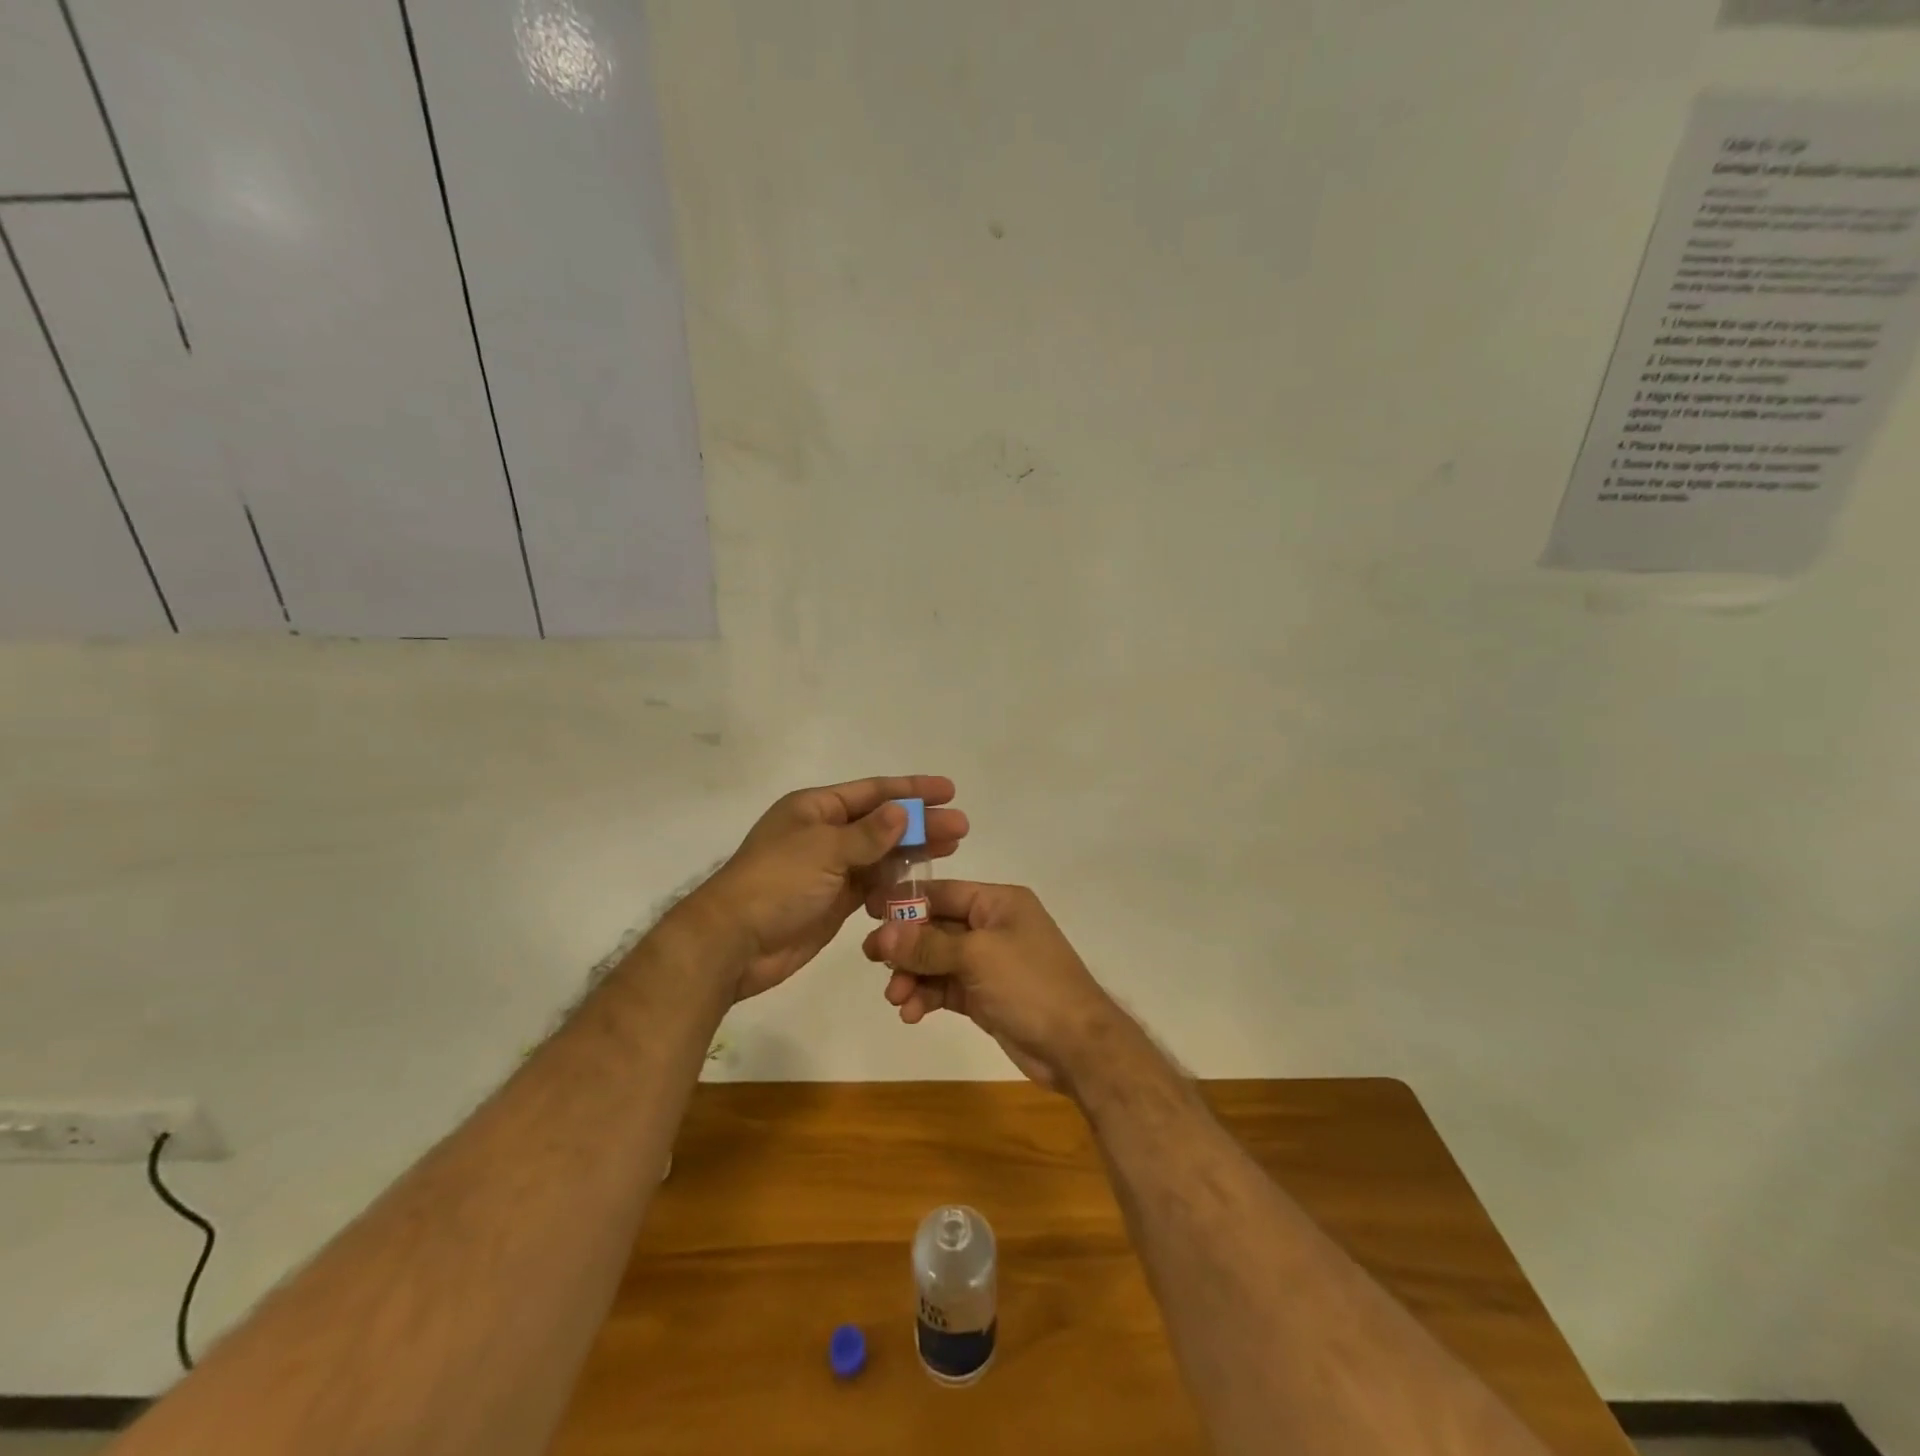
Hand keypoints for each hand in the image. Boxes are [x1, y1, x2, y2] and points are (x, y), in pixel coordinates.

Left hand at [682, 776, 966, 1000]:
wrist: (734, 943)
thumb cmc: (776, 883)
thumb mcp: (824, 850)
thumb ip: (868, 834)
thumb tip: (904, 812)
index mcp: (816, 809)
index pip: (873, 792)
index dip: (912, 790)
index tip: (949, 790)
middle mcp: (825, 833)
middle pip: (882, 823)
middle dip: (921, 823)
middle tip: (961, 827)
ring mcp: (830, 869)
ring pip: (881, 855)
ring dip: (914, 852)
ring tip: (952, 849)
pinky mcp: (834, 901)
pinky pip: (873, 885)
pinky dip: (895, 883)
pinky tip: (922, 883)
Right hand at [861, 881, 1120, 1087]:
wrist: (1077, 1046)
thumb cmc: (1031, 985)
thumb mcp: (977, 957)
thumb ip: (927, 945)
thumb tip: (882, 934)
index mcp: (999, 902)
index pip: (944, 892)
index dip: (906, 902)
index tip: (868, 913)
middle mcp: (993, 927)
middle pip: (936, 928)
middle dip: (905, 946)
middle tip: (871, 960)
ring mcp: (990, 963)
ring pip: (937, 961)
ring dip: (913, 977)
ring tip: (896, 999)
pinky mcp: (985, 995)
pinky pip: (946, 987)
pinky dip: (927, 997)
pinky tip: (911, 1013)